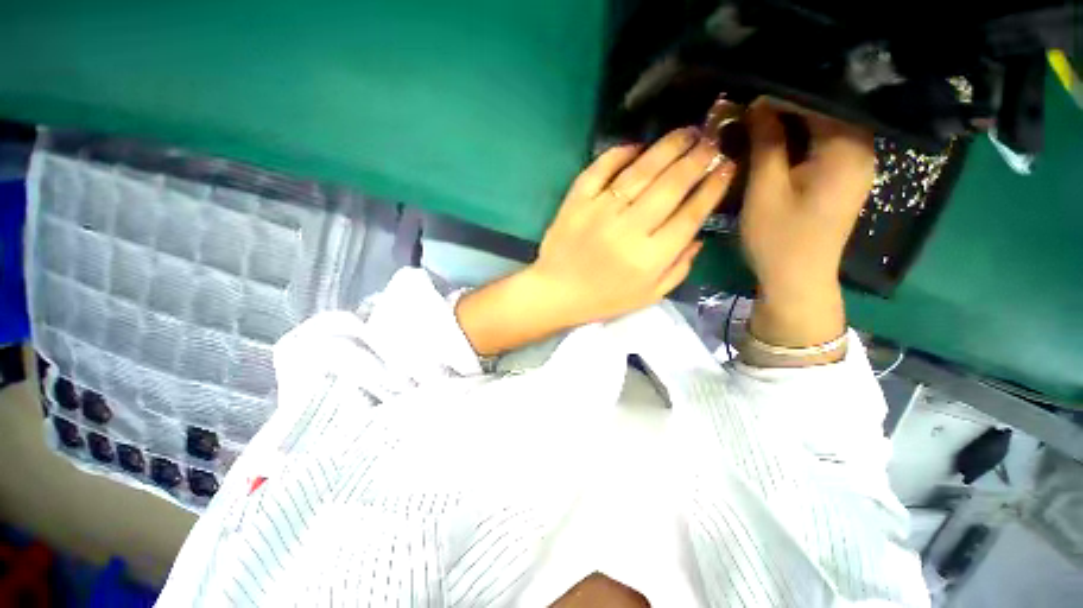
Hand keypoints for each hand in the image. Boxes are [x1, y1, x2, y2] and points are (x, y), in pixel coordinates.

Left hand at [456, 128, 735, 354]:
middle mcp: (629, 229)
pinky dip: (620, 153)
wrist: (556, 292)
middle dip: (698, 159)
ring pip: (641, 171)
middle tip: (713, 141)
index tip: (727, 166)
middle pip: (671, 185)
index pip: (690, 214)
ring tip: (687, 132)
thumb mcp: (649, 296)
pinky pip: (601, 169)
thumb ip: (679, 268)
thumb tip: (698, 235)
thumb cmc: (604, 299)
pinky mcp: (576, 201)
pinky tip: (637, 146)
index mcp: (650, 257)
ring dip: (668, 148)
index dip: (713, 187)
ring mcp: (600, 211)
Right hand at [740, 99, 873, 359]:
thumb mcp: (765, 191)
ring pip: (823, 128)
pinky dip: (799, 141)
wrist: (797, 280)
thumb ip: (766, 144)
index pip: (818, 101)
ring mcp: (856, 166)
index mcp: (847, 150)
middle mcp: (861, 150)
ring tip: (755, 125)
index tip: (746, 99)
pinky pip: (824, 146)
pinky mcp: (844, 179)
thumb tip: (758, 105)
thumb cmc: (779, 239)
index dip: (780, 97)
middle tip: (747, 112)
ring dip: (790, 125)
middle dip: (785, 108)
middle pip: (825, 112)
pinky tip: (775, 145)